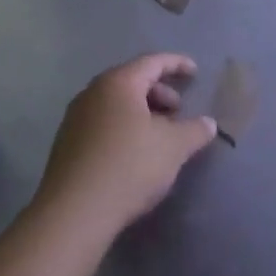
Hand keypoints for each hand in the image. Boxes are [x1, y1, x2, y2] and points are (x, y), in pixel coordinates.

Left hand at [37, 54, 217, 233]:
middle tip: (178, 112)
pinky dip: (124, 128)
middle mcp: (92, 94)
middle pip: (132, 81)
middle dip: (159, 92)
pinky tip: (135, 154)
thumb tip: (208, 123)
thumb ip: (195, 130)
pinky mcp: (67, 144)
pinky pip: (102, 123)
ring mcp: (75, 119)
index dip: (176, 64)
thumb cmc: (129, 166)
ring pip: (116, 104)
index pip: (152, 62)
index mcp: (118, 84)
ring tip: (160, 135)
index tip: (195, 72)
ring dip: (142, 113)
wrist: (74, 213)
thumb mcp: (174, 147)